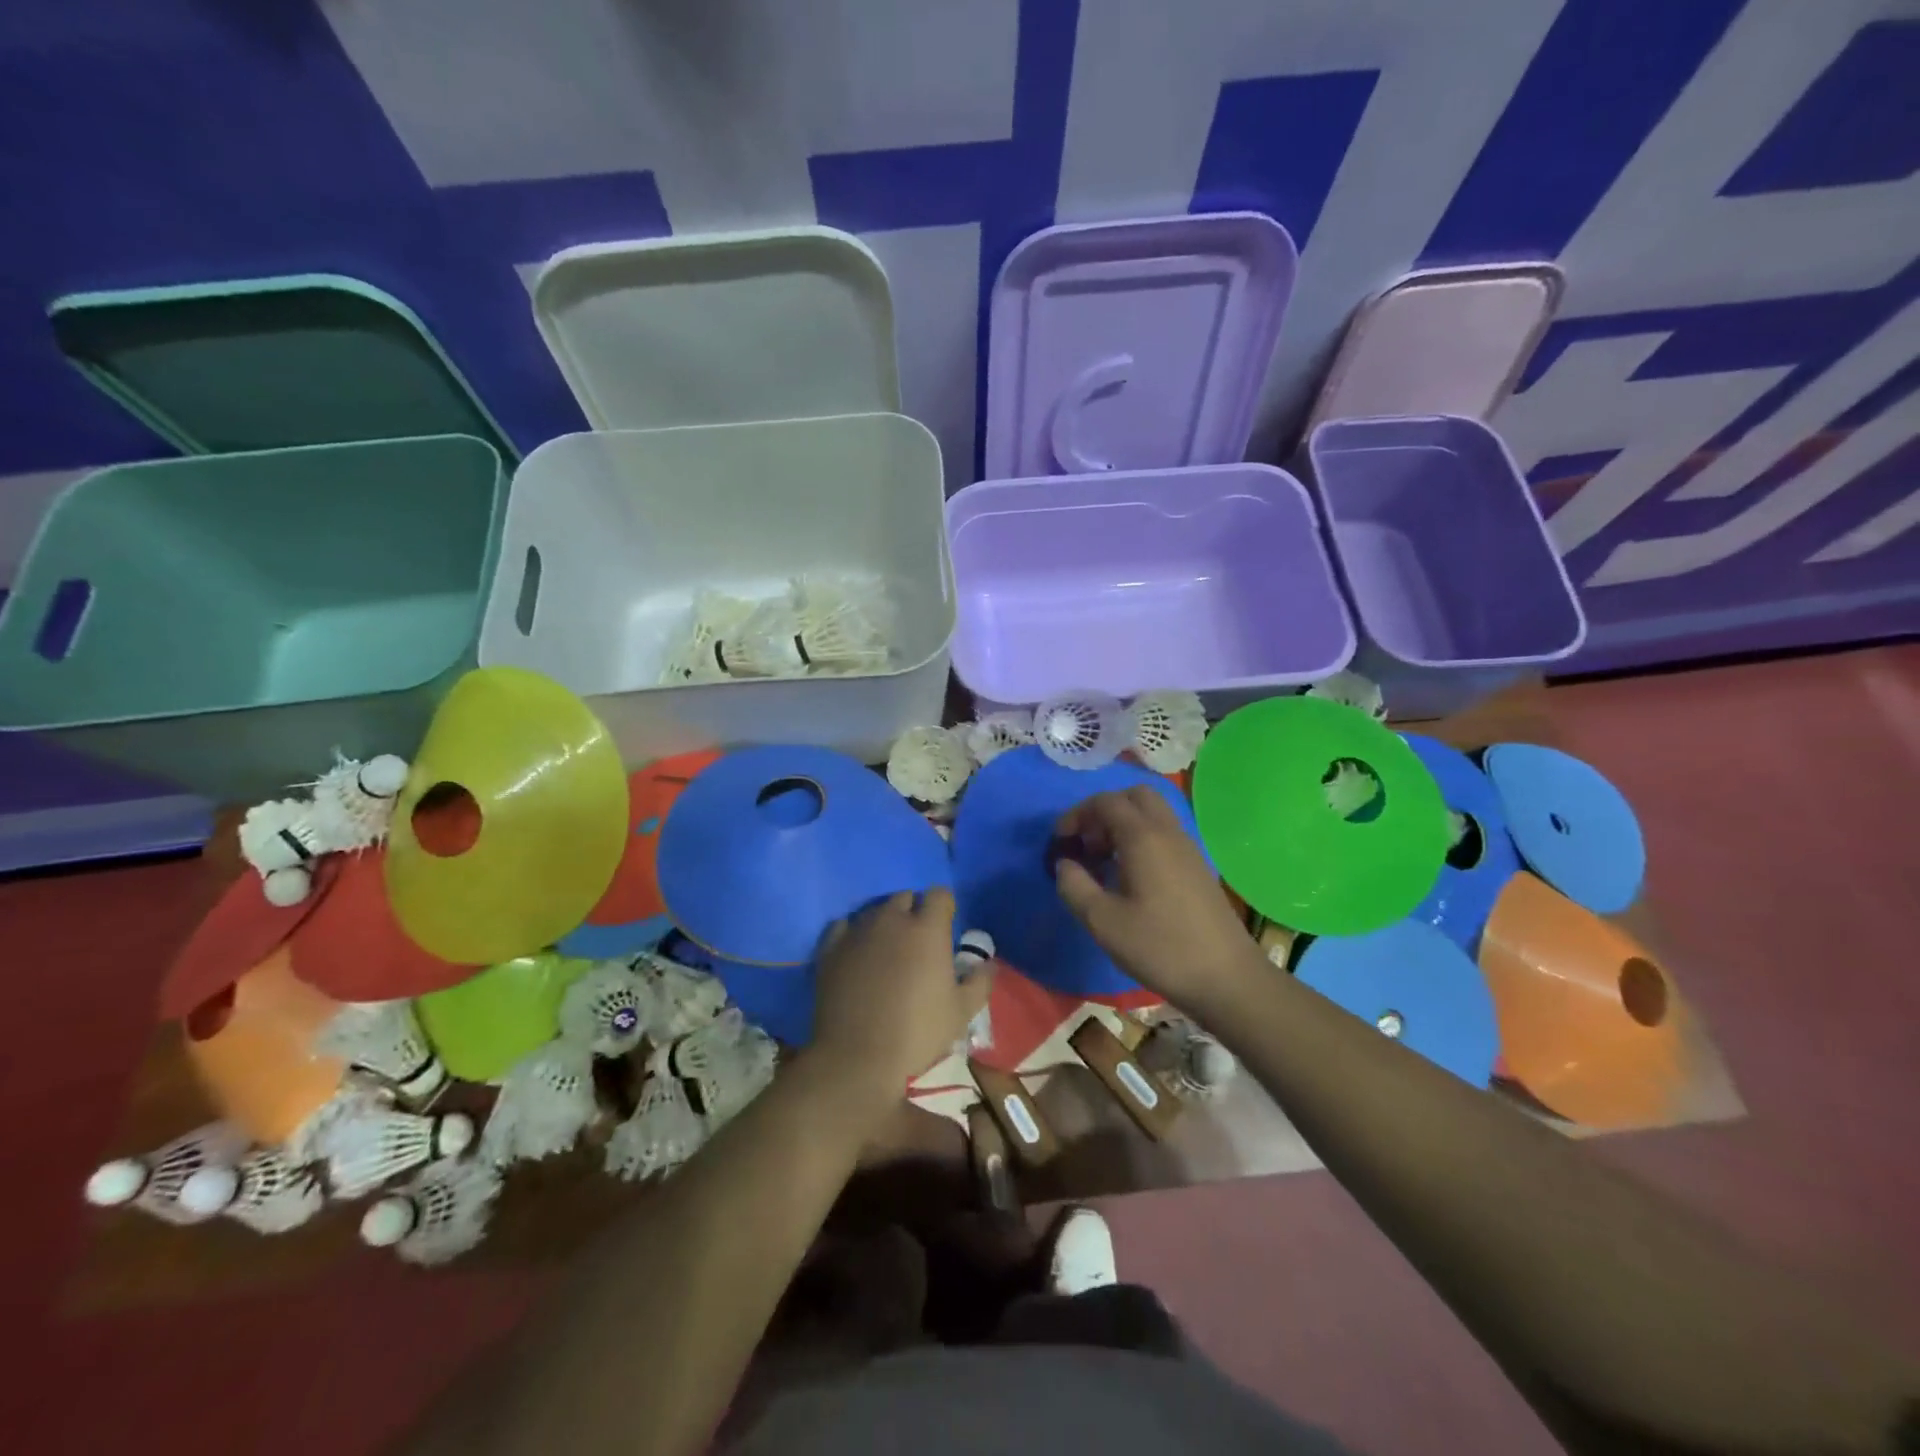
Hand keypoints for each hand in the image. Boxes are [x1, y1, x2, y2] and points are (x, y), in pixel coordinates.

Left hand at [809, 888, 993, 1101]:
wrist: (857, 1056)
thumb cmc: (917, 1032)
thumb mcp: (961, 1012)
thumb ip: (980, 981)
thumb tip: (989, 963)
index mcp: (927, 929)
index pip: (939, 895)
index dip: (944, 908)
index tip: (946, 928)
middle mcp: (892, 920)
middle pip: (905, 898)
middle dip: (914, 912)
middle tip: (917, 943)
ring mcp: (858, 931)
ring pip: (875, 911)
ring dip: (885, 923)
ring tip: (887, 951)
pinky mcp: (831, 947)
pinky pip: (844, 926)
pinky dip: (853, 934)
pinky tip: (857, 954)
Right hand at [1053, 787, 1260, 1011]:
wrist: (1226, 977)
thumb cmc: (1160, 947)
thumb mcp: (1103, 922)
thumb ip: (1074, 886)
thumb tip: (1064, 864)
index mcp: (1143, 837)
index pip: (1105, 802)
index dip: (1076, 815)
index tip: (1060, 842)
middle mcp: (1167, 832)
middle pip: (1134, 797)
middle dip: (1104, 811)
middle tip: (1087, 844)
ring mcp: (1187, 848)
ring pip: (1152, 814)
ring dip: (1124, 825)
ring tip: (1104, 862)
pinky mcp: (1197, 866)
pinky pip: (1164, 834)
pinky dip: (1141, 840)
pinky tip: (1131, 878)